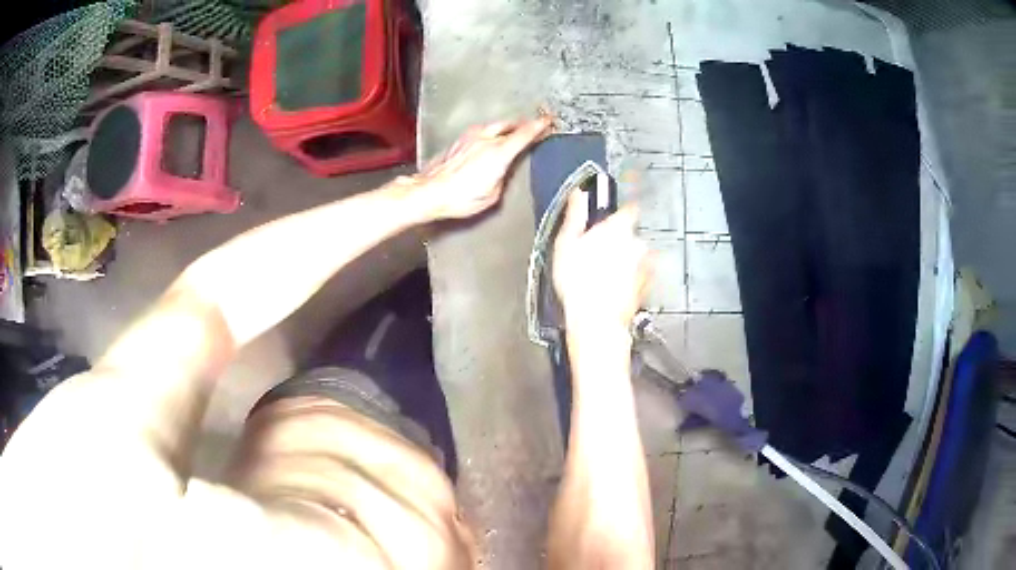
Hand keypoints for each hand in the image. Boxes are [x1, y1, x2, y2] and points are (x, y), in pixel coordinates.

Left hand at [410, 116, 553, 219]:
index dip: (539, 126)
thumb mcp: (492, 195)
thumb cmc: (459, 198)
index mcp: (498, 153)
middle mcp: (485, 140)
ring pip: (493, 126)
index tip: (549, 121)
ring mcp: (469, 138)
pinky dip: (488, 133)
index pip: (524, 134)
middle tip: (532, 125)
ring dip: (504, 127)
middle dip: (523, 124)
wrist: (429, 192)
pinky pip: (479, 132)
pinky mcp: (457, 142)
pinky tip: (487, 140)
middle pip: (510, 124)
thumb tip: (503, 171)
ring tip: (511, 131)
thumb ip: (502, 177)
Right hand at [552, 191, 650, 336]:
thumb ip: (576, 214)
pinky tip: (610, 287)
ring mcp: (644, 265)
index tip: (612, 216)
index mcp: (618, 228)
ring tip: (601, 274)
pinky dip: (628, 277)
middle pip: (629, 234)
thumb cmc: (578, 282)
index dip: (621, 211)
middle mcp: (636, 243)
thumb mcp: (566, 244)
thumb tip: (579, 193)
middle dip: (617, 240)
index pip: (629, 208)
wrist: (596, 320)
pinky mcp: (646, 285)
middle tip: (596, 253)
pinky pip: (638, 274)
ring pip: (634, 255)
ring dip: (623, 260)